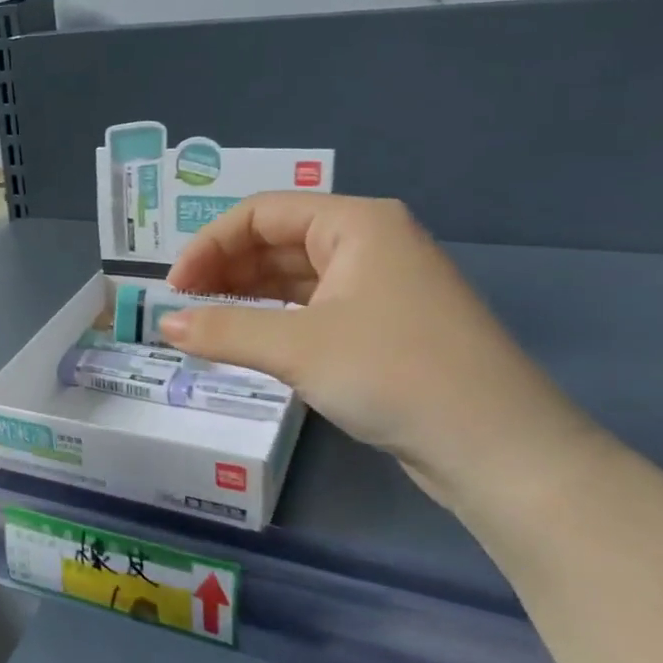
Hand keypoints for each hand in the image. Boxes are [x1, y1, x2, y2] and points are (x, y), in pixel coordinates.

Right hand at [160, 194, 598, 511]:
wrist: (499, 449)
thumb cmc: (395, 373)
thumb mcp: (297, 348)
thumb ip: (222, 330)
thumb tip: (164, 324)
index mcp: (356, 224)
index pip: (262, 213)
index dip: (209, 244)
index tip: (174, 287)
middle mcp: (369, 243)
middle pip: (277, 241)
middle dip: (225, 269)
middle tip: (182, 307)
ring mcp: (379, 286)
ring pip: (294, 277)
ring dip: (246, 296)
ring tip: (204, 324)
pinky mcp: (383, 327)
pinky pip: (313, 308)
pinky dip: (275, 319)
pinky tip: (247, 340)